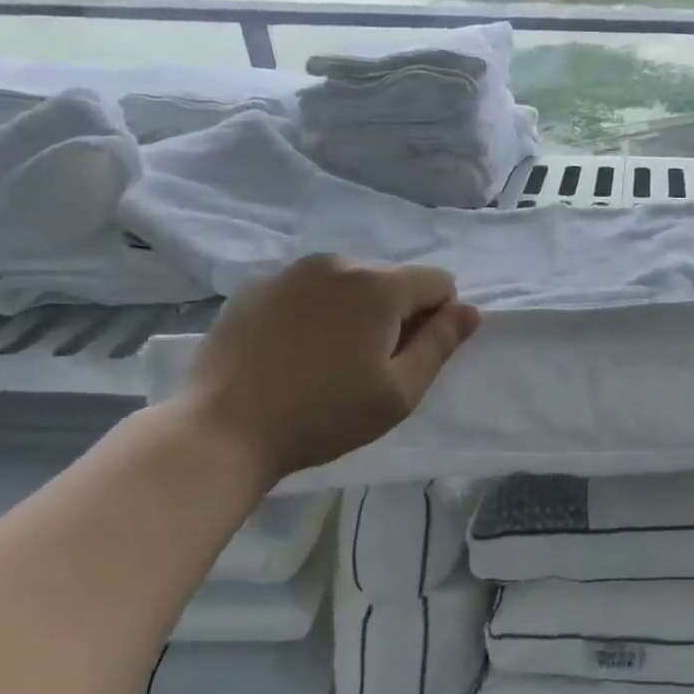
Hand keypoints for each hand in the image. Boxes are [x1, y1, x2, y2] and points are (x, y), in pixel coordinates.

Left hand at [175, 255, 480, 482]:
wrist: (223, 429)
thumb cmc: (325, 415)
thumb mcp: (400, 391)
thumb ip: (441, 344)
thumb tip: (470, 310)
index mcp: (378, 285)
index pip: (438, 282)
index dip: (438, 319)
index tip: (409, 358)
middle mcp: (337, 264)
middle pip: (392, 281)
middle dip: (395, 315)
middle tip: (368, 368)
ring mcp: (290, 272)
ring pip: (348, 284)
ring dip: (355, 312)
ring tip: (328, 361)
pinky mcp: (254, 288)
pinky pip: (307, 291)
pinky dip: (315, 313)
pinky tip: (292, 354)